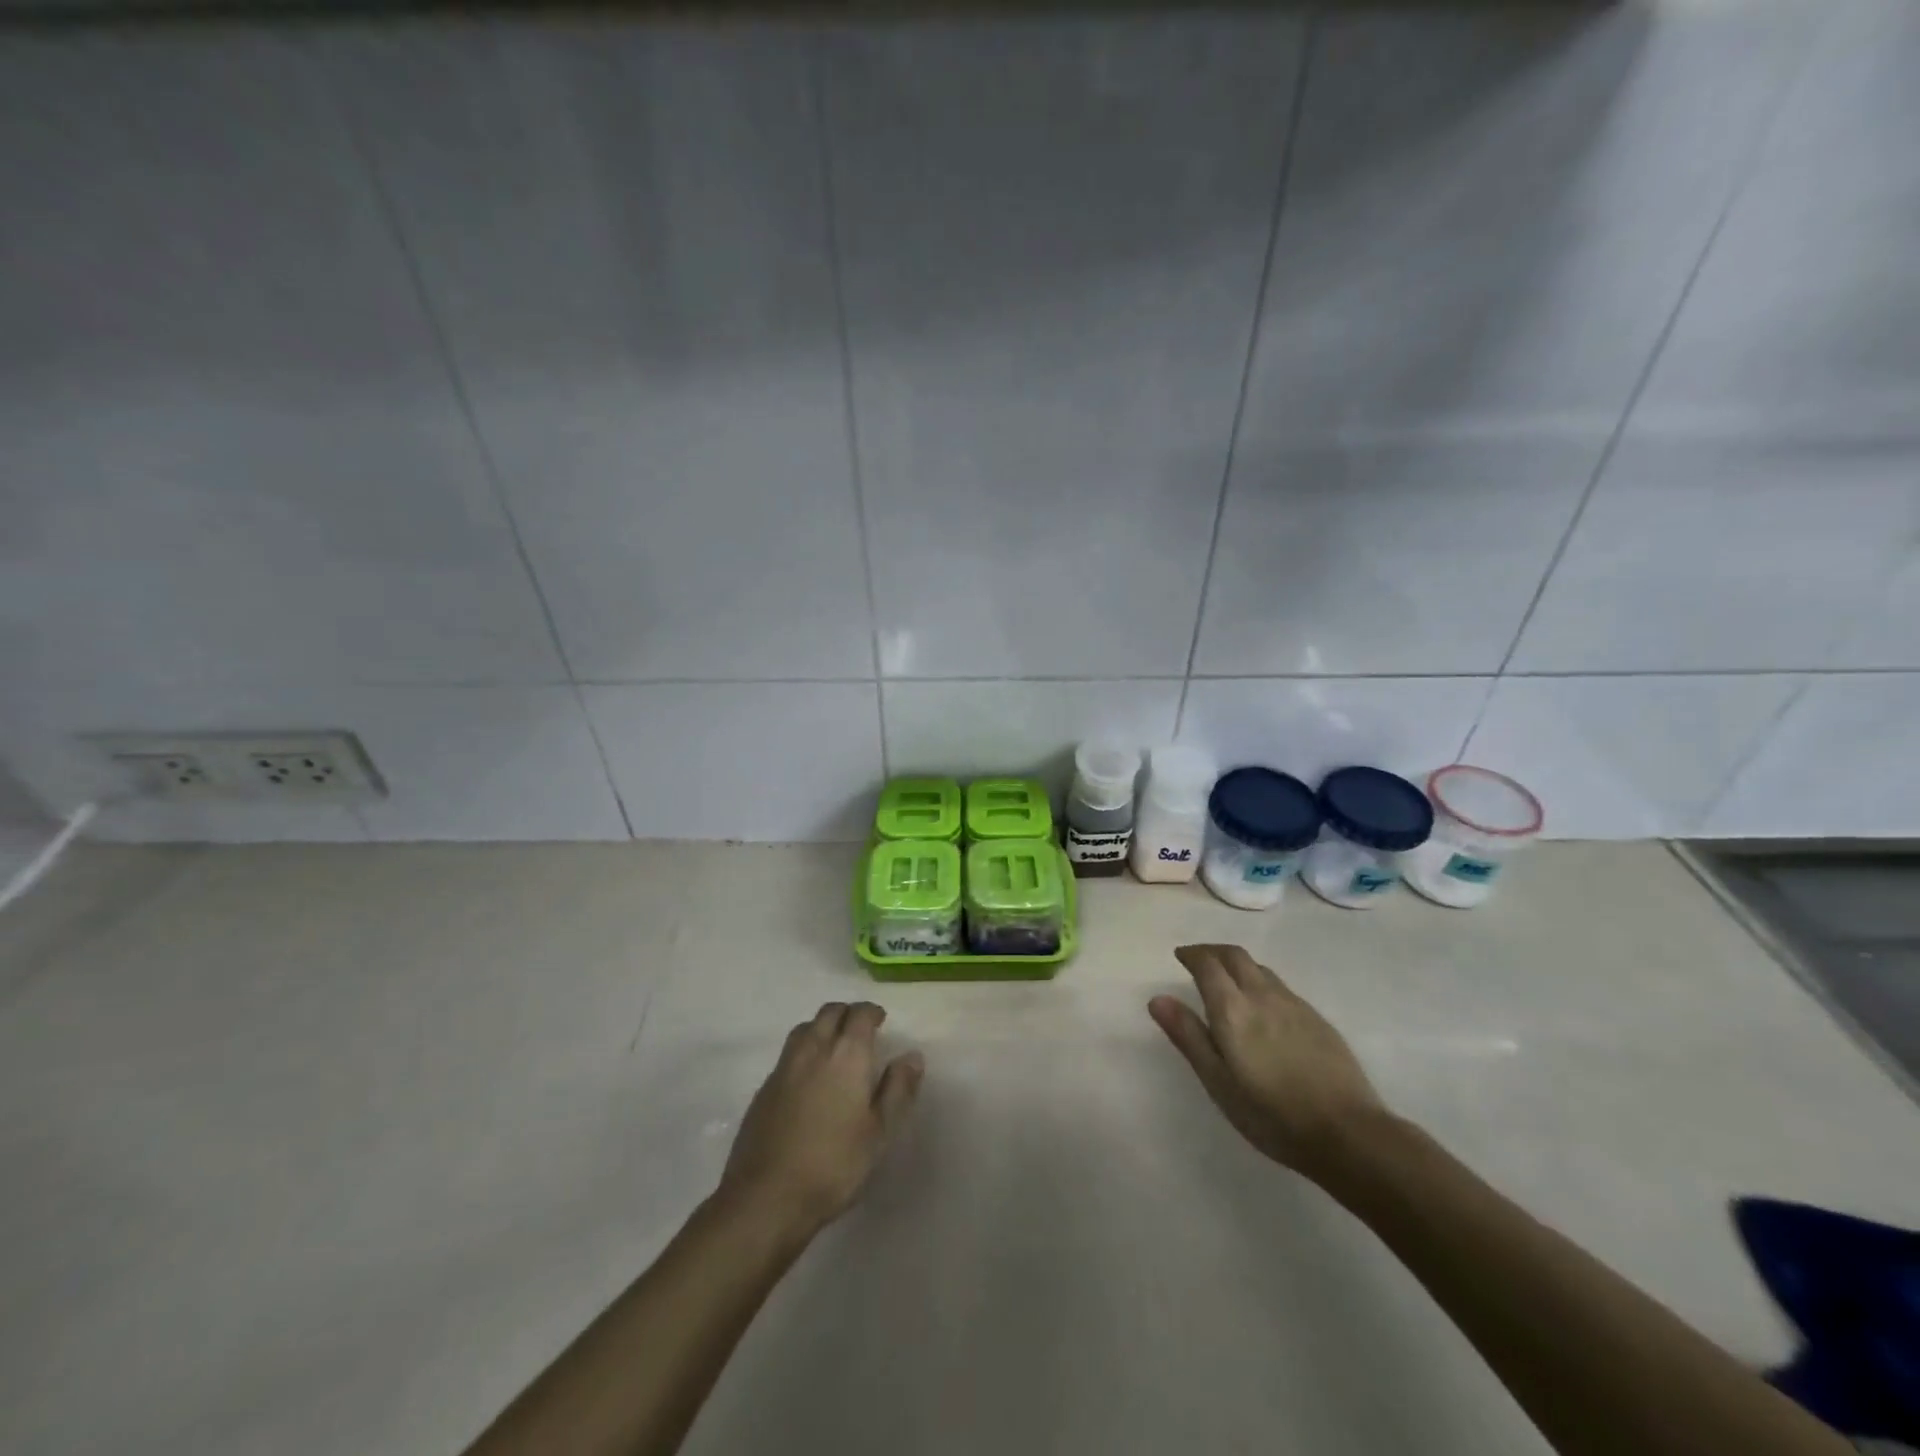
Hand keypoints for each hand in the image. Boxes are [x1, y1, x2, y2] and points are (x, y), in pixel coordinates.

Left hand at [718, 1002, 924, 1236]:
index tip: (880, 1021)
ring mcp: (784, 1066)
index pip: (859, 1014)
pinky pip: (788, 1054)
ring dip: (822, 1028)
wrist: (766, 1197)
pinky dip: (804, 1051)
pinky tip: (808, 1078)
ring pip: (805, 1028)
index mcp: (846, 1054)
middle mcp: (813, 1049)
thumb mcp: (880, 1132)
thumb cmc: (833, 1164)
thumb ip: (897, 1089)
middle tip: (860, 1030)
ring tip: (834, 1048)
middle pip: (829, 1013)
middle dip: (847, 1014)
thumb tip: (912, 1056)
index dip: (871, 1012)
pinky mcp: (764, 1088)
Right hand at [1150, 944, 1386, 1178]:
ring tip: (1228, 981)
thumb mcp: (1218, 1082)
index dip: (1191, 955)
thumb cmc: (1272, 1114)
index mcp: (1233, 1009)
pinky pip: (1280, 986)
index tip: (1180, 956)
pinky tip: (1263, 1008)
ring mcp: (1294, 1005)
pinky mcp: (1317, 1019)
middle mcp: (1262, 995)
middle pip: (1235, 956)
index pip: (1207, 964)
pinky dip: (1261, 982)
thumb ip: (1188, 1036)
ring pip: (1260, 969)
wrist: (1349, 1133)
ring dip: (1238, 965)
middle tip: (1198, 960)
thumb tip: (1157, 999)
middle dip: (1213, 952)